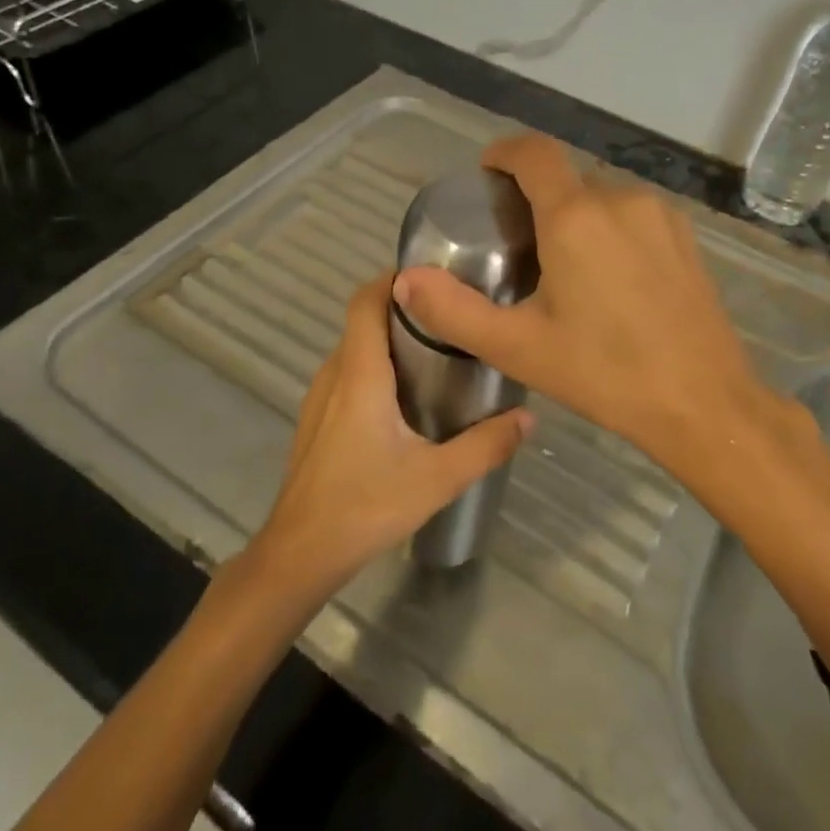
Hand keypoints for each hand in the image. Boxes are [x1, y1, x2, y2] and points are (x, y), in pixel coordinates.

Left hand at [243, 272, 532, 599]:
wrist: (300, 553)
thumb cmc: (365, 506)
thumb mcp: (437, 478)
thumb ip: (485, 446)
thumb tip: (528, 418)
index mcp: (360, 374)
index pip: (366, 301)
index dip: (394, 279)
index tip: (434, 277)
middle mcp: (335, 374)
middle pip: (363, 320)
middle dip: (404, 309)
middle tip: (452, 317)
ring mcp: (320, 397)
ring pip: (355, 348)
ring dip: (390, 339)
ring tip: (438, 351)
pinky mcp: (317, 419)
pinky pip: (348, 373)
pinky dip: (376, 366)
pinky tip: (407, 397)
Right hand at [394, 134, 786, 465]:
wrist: (704, 403)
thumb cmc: (605, 373)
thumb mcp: (518, 347)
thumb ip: (453, 311)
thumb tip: (405, 280)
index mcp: (575, 217)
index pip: (534, 152)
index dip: (504, 153)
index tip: (486, 174)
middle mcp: (620, 200)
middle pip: (566, 178)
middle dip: (536, 197)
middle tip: (516, 246)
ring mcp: (660, 216)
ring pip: (601, 197)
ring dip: (574, 216)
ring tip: (561, 268)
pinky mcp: (686, 237)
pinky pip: (634, 215)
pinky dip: (610, 229)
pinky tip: (610, 280)